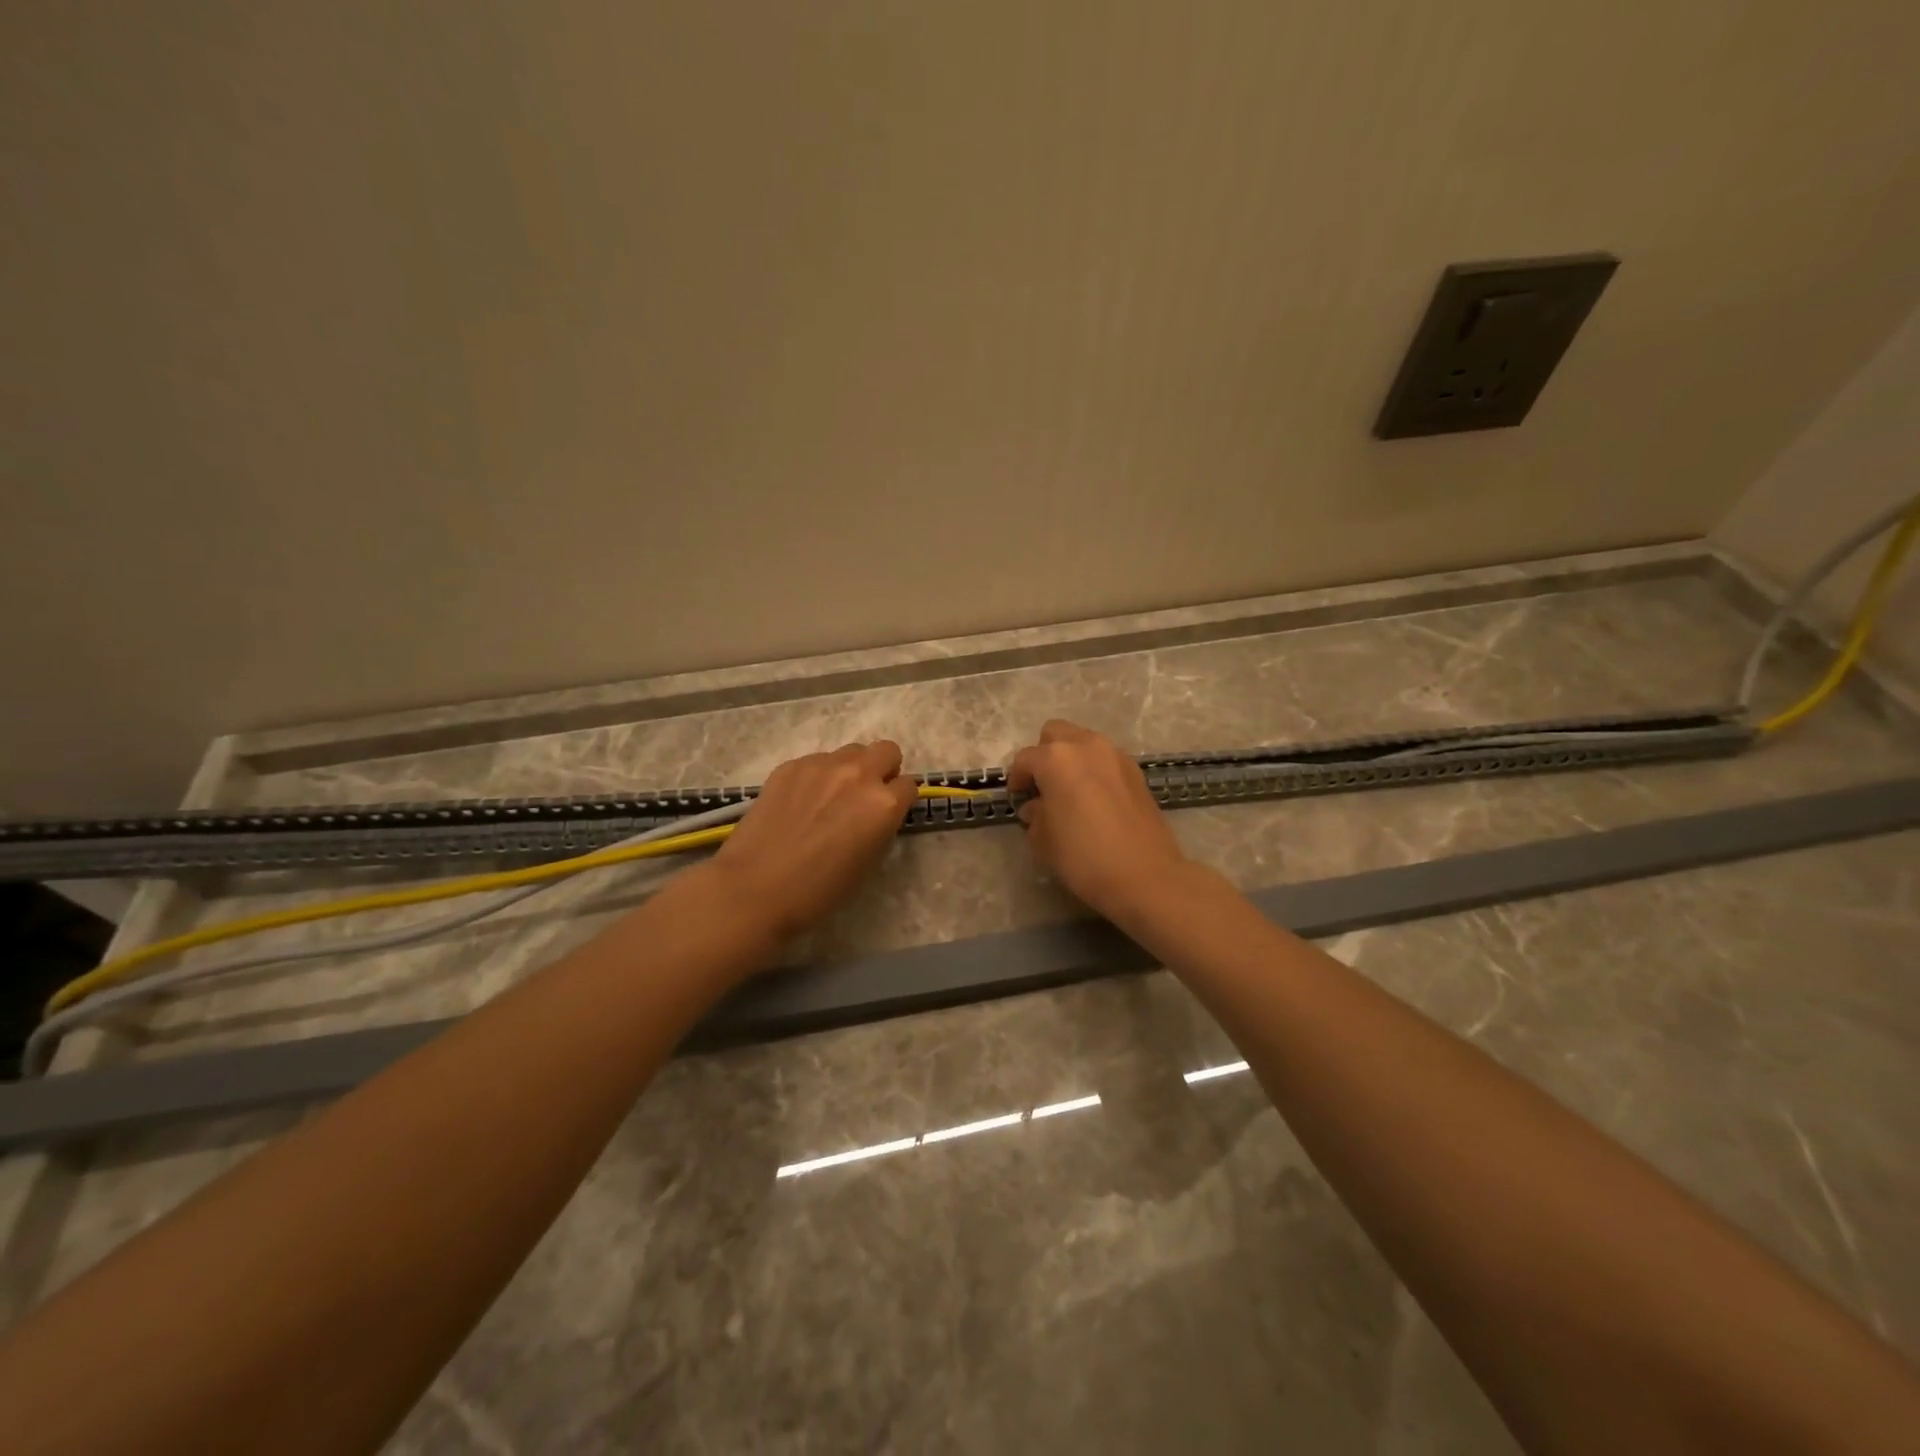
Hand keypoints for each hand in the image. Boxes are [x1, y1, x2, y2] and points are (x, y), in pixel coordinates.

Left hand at [712, 740, 918, 939]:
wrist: (755, 888)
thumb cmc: (818, 890)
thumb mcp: (868, 863)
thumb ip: (881, 827)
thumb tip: (878, 813)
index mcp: (883, 803)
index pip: (909, 785)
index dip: (900, 801)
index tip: (887, 814)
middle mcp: (858, 774)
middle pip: (887, 751)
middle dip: (883, 770)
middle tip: (865, 796)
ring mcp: (822, 765)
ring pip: (851, 751)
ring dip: (851, 769)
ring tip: (830, 798)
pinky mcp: (791, 765)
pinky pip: (817, 760)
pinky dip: (817, 776)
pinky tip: (800, 802)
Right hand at [1006, 720, 1191, 919]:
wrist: (1145, 875)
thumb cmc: (1084, 856)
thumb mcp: (1044, 840)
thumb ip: (1035, 815)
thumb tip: (1036, 807)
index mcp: (1056, 759)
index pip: (1025, 759)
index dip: (1016, 778)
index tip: (1017, 797)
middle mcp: (1085, 746)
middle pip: (1056, 734)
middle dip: (1044, 754)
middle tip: (1043, 785)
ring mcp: (1115, 756)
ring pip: (1084, 742)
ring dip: (1072, 759)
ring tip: (1070, 791)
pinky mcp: (1136, 771)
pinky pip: (1106, 759)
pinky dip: (1095, 770)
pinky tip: (1095, 799)